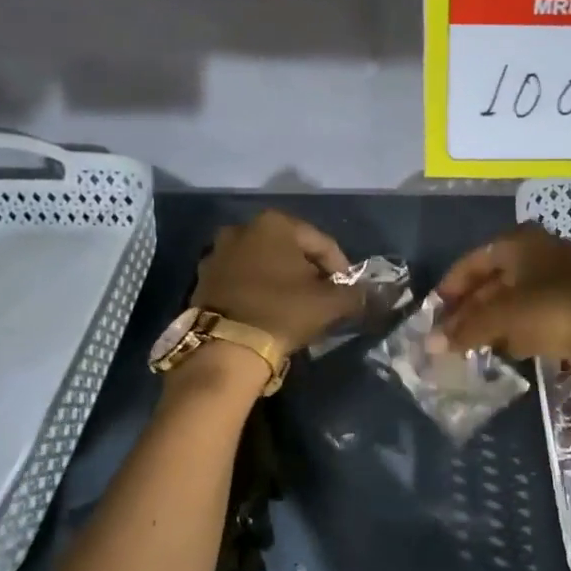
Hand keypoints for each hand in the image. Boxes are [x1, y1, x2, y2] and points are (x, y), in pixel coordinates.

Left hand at [192, 210, 363, 352]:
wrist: (227, 347)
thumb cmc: (283, 312)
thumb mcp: (330, 303)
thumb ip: (354, 294)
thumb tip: (367, 294)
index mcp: (275, 224)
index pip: (322, 243)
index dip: (340, 268)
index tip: (348, 292)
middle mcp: (242, 229)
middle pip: (290, 250)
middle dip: (309, 271)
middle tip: (323, 297)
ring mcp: (217, 253)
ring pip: (264, 264)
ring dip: (282, 280)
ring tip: (296, 306)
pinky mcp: (203, 279)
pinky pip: (242, 279)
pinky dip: (258, 290)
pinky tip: (269, 311)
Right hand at [433, 225, 570, 374]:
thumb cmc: (550, 312)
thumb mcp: (500, 317)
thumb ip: (464, 328)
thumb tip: (431, 343)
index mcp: (522, 241)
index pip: (476, 259)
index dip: (452, 285)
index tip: (435, 310)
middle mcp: (543, 252)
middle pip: (496, 278)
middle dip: (472, 306)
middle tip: (451, 333)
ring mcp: (564, 279)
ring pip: (517, 298)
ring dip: (494, 320)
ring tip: (472, 344)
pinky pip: (538, 314)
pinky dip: (519, 328)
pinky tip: (507, 348)